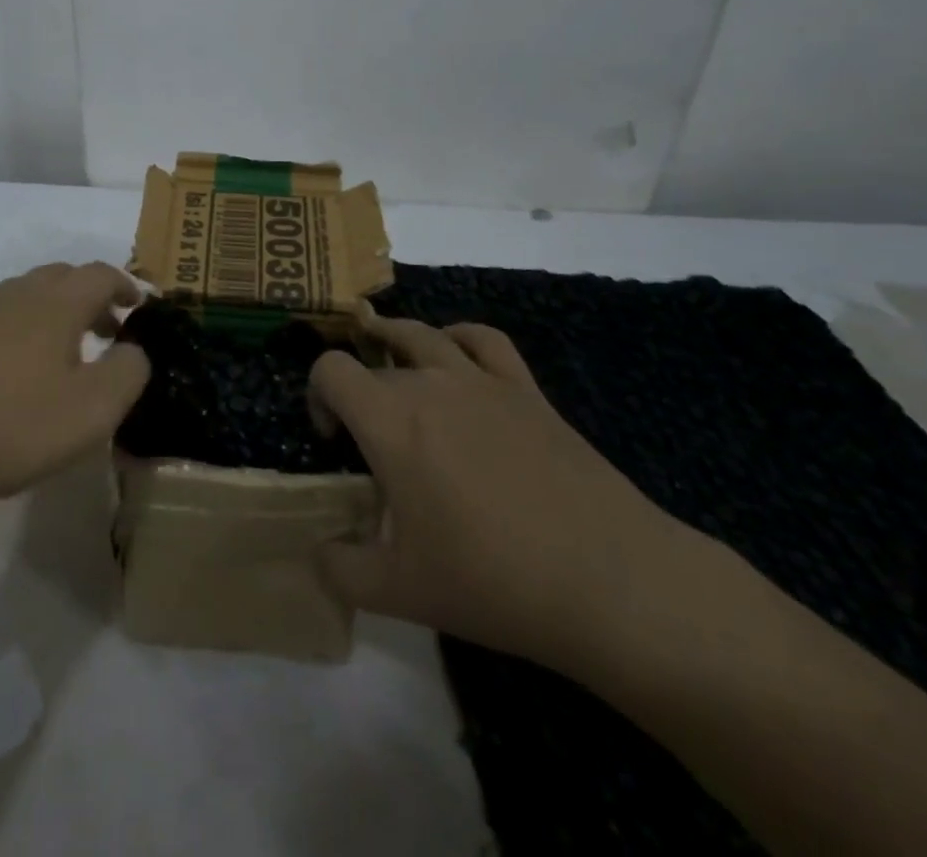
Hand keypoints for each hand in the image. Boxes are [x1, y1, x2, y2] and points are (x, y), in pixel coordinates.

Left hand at [0, 262, 147, 547]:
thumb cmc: (7, 424)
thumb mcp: (90, 410)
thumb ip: (128, 373)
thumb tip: (136, 350)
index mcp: (54, 302)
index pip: (101, 274)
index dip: (126, 286)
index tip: (141, 307)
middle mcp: (14, 296)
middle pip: (61, 279)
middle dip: (92, 299)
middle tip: (109, 331)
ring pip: (25, 301)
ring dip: (55, 319)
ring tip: (65, 360)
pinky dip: (20, 338)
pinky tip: (13, 381)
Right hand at [311, 316, 692, 670]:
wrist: (609, 582)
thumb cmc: (492, 580)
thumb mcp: (398, 591)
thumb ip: (341, 569)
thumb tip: (318, 555)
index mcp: (389, 420)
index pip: (330, 370)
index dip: (317, 396)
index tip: (333, 441)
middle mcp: (429, 384)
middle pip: (375, 357)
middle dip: (360, 389)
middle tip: (372, 440)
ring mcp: (481, 380)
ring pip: (423, 334)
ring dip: (396, 342)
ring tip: (395, 370)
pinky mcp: (526, 390)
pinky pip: (484, 340)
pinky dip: (459, 338)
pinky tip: (457, 358)